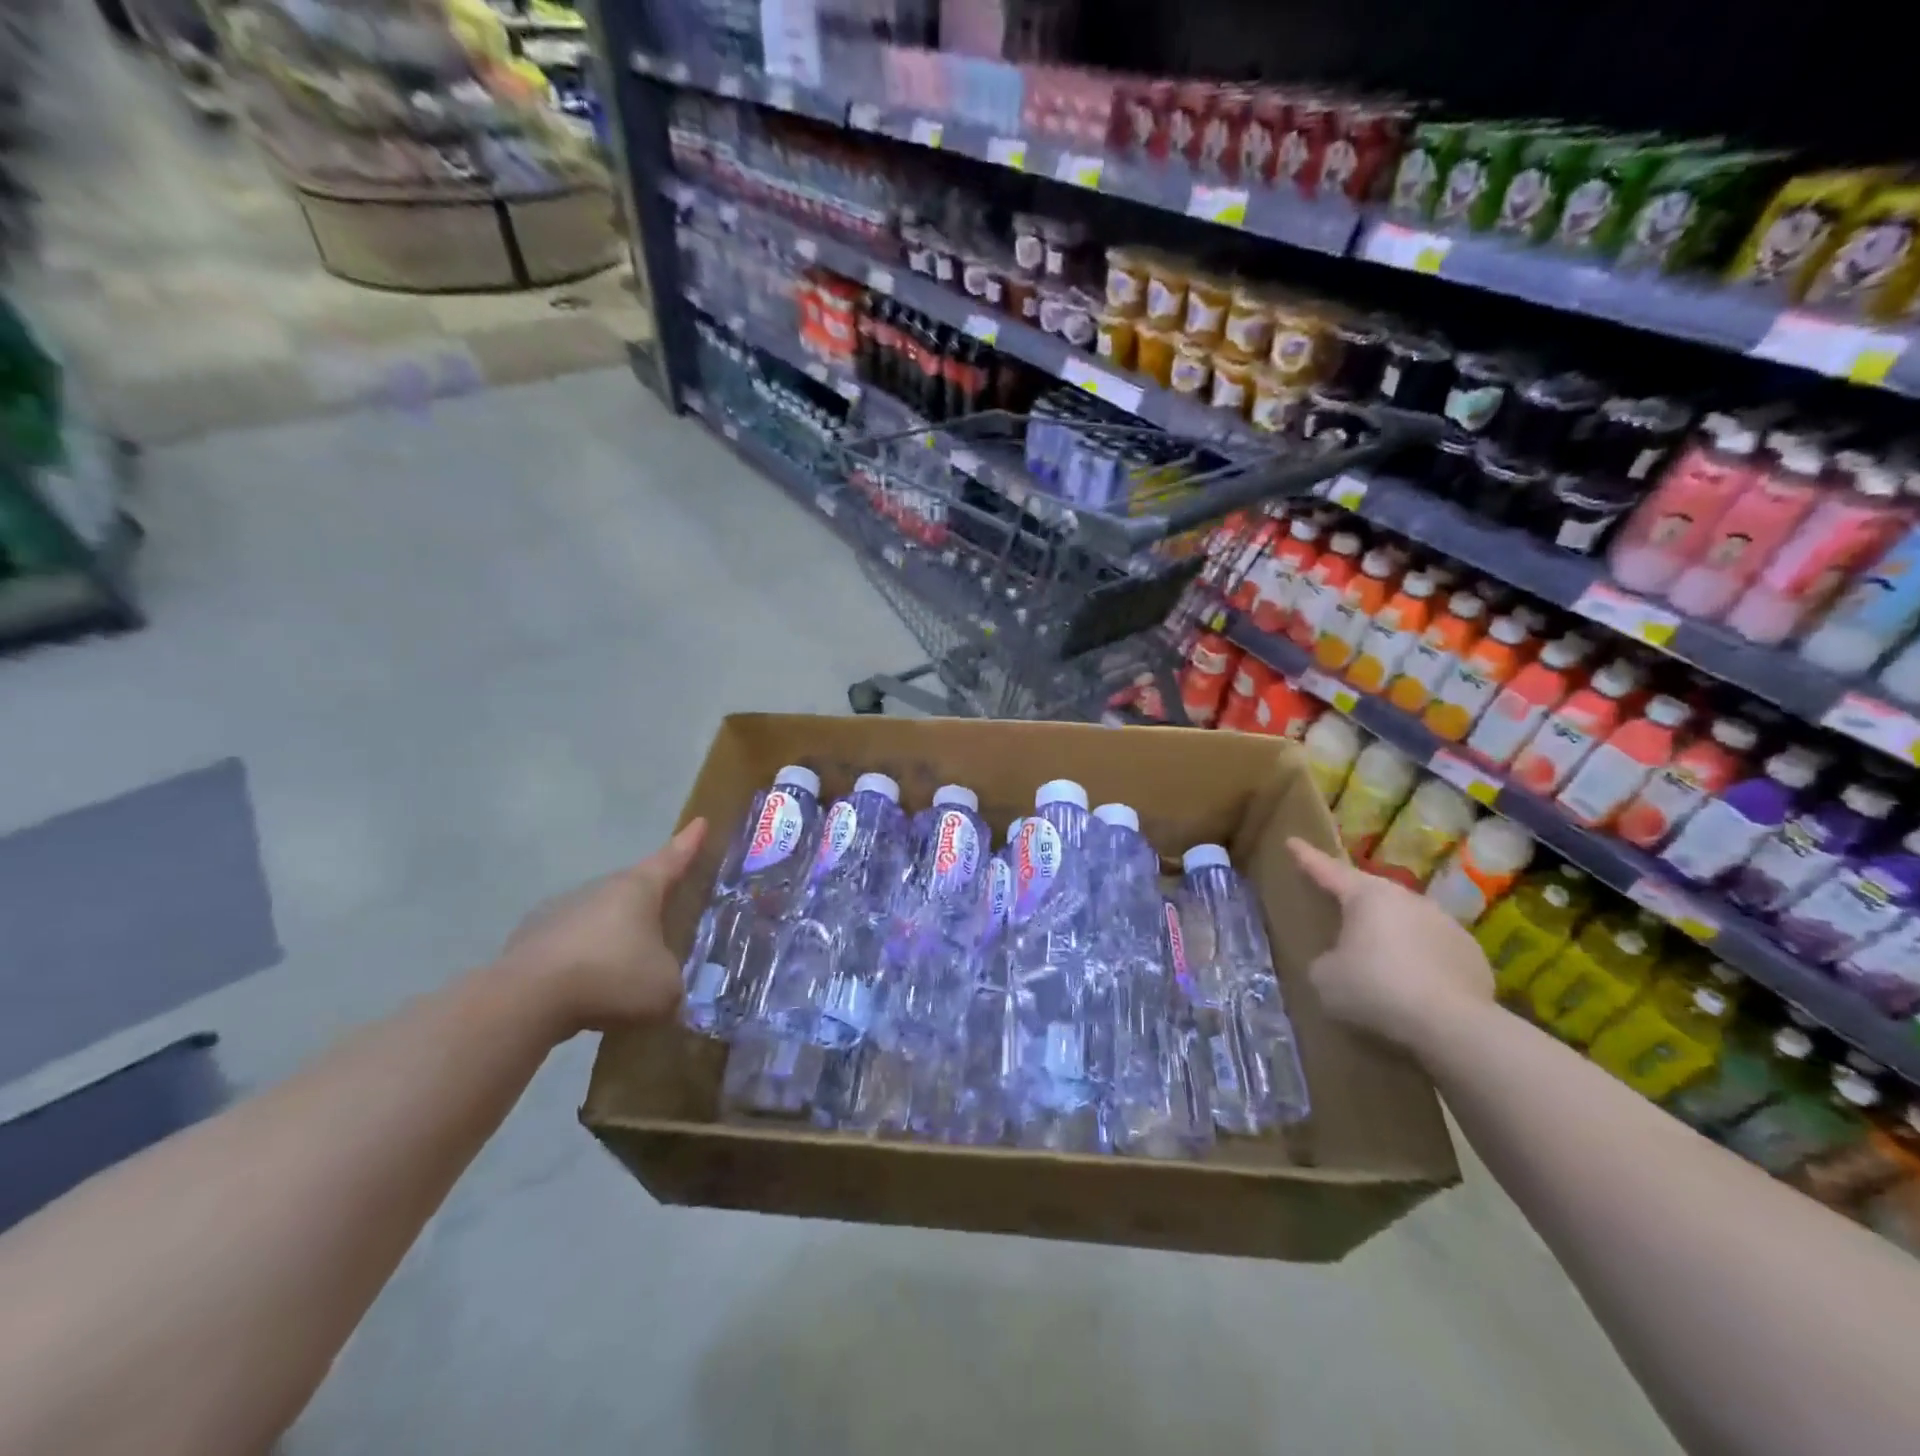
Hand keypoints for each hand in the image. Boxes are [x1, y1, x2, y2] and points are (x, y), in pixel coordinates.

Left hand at [500, 820, 707, 1034]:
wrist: (526, 1000)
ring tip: (626, 970)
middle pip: (634, 890)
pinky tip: (587, 990)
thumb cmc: (612, 977)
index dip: (689, 842)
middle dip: (651, 902)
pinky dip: (583, 962)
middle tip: (668, 916)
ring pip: (599, 919)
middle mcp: (600, 890)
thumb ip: (673, 983)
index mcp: (639, 888)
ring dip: (614, 937)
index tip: (700, 822)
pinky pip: (570, 947)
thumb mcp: (665, 988)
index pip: (672, 858)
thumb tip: (667, 988)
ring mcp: (560, 912)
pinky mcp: (530, 941)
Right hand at [1286, 838, 1493, 1056]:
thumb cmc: (1375, 989)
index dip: (1306, 857)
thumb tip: (1338, 962)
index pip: (1328, 870)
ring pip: (1406, 919)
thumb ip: (1325, 959)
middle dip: (1353, 899)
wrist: (1452, 1026)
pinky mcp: (1471, 954)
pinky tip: (1414, 984)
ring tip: (1378, 957)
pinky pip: (1433, 948)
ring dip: (1390, 932)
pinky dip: (1419, 959)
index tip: (1292, 841)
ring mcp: (1445, 924)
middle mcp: (1407, 899)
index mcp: (1367, 896)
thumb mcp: (1324, 977)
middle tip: (1337, 906)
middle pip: (1371, 893)